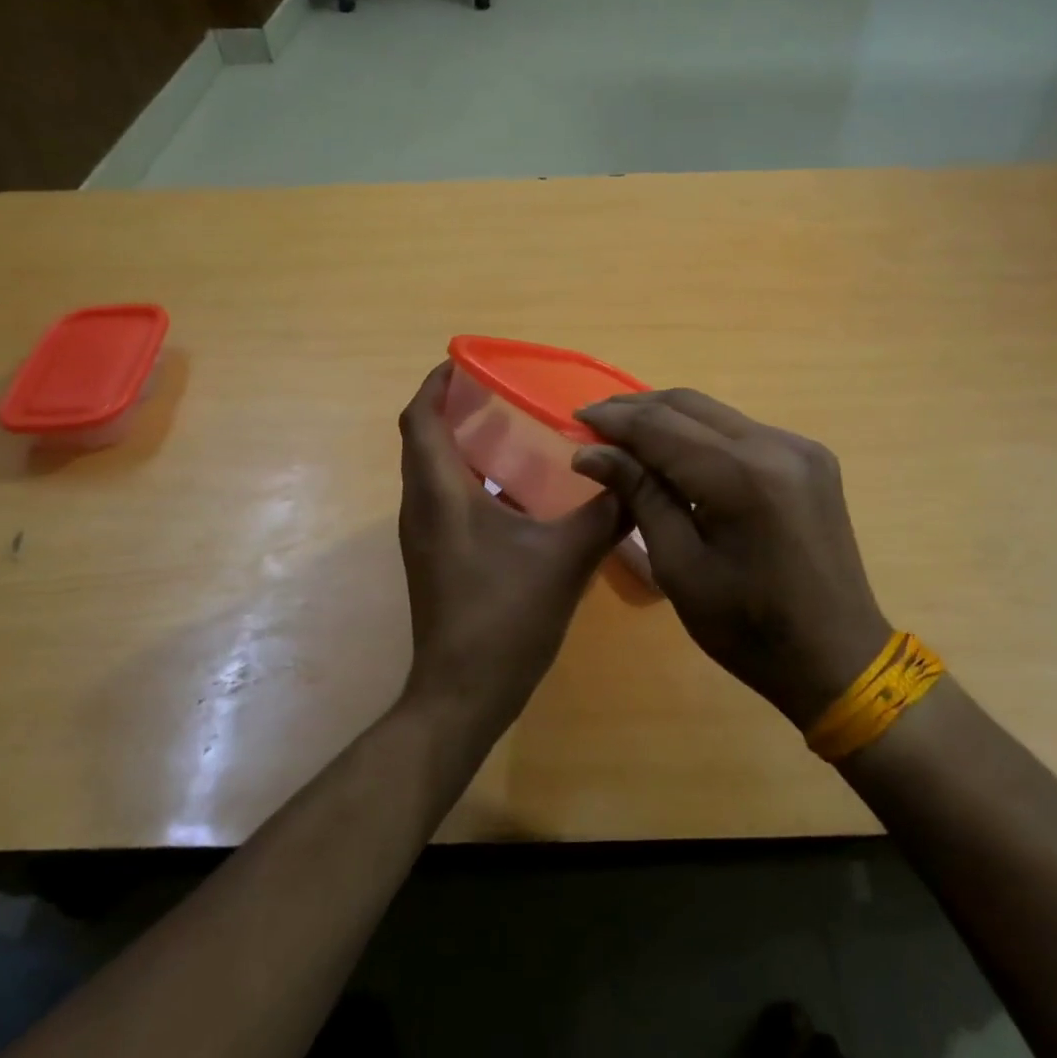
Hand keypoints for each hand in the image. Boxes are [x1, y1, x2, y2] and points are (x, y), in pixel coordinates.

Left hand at [396, 363, 627, 738]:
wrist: (462, 696)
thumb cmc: (505, 618)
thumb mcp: (565, 559)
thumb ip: (605, 513)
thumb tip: (637, 475)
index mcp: (440, 495)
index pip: (419, 419)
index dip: (435, 384)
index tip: (466, 361)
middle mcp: (421, 507)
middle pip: (423, 439)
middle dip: (455, 407)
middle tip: (503, 390)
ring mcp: (424, 535)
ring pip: (433, 469)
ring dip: (462, 442)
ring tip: (512, 428)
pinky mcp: (435, 556)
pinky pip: (444, 497)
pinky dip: (471, 477)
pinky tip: (517, 488)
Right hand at [572, 390, 890, 728]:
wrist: (838, 658)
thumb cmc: (748, 629)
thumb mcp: (680, 567)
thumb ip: (640, 495)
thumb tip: (590, 453)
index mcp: (742, 477)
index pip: (662, 427)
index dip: (615, 419)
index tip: (576, 421)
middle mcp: (775, 445)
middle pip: (690, 405)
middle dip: (637, 409)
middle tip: (594, 423)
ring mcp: (799, 447)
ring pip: (715, 413)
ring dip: (668, 418)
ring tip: (626, 434)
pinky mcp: (810, 457)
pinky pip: (741, 431)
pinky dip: (701, 434)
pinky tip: (676, 452)